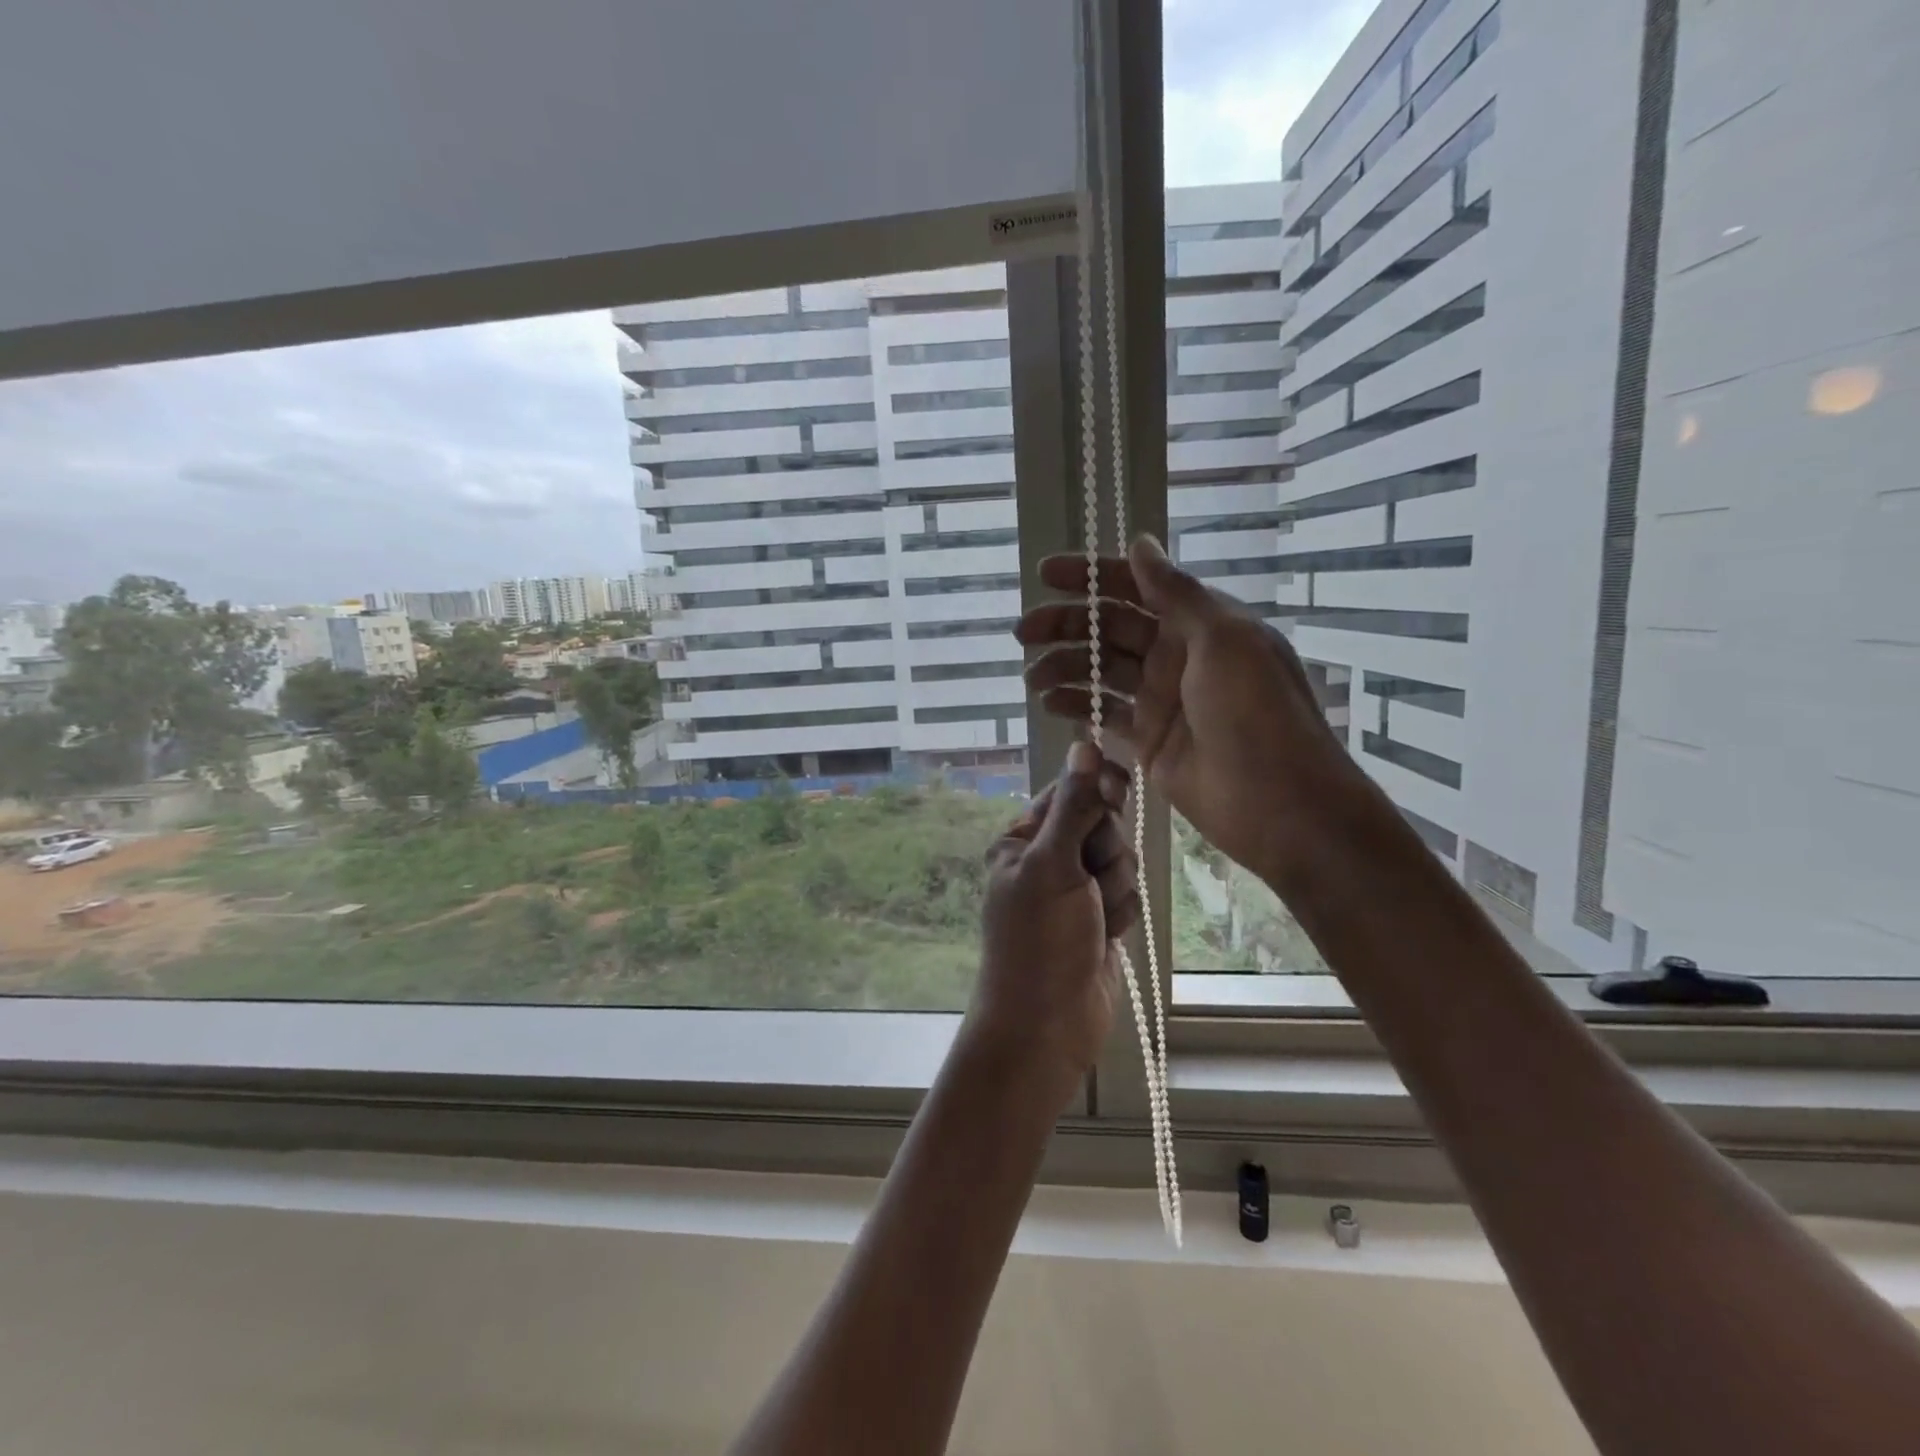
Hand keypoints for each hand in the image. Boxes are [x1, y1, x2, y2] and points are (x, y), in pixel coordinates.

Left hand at [970, 742, 1138, 1109]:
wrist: (1048, 1025)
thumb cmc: (1039, 941)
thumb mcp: (1054, 865)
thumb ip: (1073, 806)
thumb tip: (1083, 743)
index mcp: (1022, 840)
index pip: (1068, 792)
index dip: (1095, 791)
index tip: (1115, 793)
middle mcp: (1047, 859)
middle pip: (1101, 824)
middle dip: (1106, 851)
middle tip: (1091, 880)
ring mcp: (1075, 891)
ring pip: (1121, 860)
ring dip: (1116, 888)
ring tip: (1096, 919)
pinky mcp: (1099, 918)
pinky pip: (1128, 894)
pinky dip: (1123, 914)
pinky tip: (1107, 938)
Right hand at [1017, 535, 1371, 889]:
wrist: (1278, 803)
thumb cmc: (1256, 712)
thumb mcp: (1224, 639)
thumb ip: (1176, 592)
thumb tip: (1141, 542)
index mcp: (1200, 623)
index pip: (1137, 586)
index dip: (1091, 577)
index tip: (1046, 575)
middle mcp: (1177, 653)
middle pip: (1111, 628)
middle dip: (1066, 625)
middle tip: (1022, 632)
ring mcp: (1161, 698)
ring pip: (1101, 670)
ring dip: (1064, 667)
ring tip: (1030, 677)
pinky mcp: (1147, 739)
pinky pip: (1103, 712)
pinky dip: (1075, 704)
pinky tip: (1048, 703)